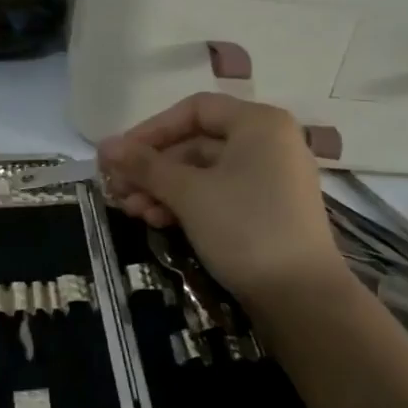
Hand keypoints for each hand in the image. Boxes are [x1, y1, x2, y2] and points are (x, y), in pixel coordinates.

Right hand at [98, 93, 344, 306]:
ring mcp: (270, 179)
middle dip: (153, 167)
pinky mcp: (266, 211)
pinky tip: (158, 221)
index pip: (195, 109)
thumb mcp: (188, 193)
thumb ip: (145, 165)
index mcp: (258, 124)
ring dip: (164, 189)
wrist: (302, 297)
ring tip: (132, 212)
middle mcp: (268, 143)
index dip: (152, 129)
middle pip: (197, 142)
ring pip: (204, 172)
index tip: (119, 155)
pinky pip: (219, 194)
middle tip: (117, 189)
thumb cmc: (245, 228)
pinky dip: (187, 204)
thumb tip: (105, 146)